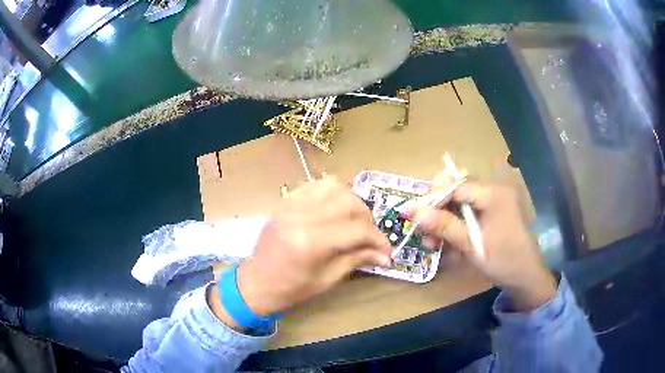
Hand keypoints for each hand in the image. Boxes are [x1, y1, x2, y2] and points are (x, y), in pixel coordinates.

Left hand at [233, 178, 391, 317]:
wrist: (257, 282)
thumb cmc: (292, 288)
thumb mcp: (328, 279)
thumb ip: (357, 260)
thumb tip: (386, 256)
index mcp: (311, 242)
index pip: (357, 230)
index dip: (378, 240)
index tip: (387, 251)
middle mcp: (301, 216)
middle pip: (349, 204)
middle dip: (368, 220)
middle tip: (370, 237)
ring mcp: (291, 205)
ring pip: (334, 187)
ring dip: (352, 201)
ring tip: (355, 220)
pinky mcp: (286, 201)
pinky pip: (315, 185)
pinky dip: (332, 192)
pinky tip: (336, 207)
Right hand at [412, 182, 556, 310]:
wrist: (526, 276)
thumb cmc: (504, 261)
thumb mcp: (473, 246)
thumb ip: (446, 227)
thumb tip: (415, 212)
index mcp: (493, 194)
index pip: (456, 187)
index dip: (431, 199)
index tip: (409, 213)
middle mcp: (493, 191)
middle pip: (456, 190)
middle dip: (436, 208)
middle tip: (422, 228)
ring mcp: (493, 201)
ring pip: (459, 202)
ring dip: (443, 219)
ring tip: (431, 242)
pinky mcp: (491, 212)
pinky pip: (466, 212)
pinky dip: (454, 225)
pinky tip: (444, 242)